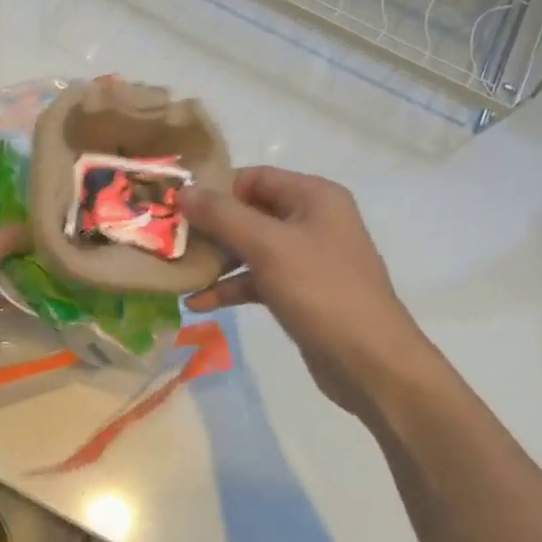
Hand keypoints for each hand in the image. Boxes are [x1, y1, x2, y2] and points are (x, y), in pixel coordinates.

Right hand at [182, 167, 443, 422]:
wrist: (371, 363)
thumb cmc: (321, 291)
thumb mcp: (267, 246)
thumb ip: (222, 215)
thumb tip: (183, 192)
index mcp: (313, 196)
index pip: (253, 177)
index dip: (215, 190)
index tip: (177, 209)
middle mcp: (312, 220)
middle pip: (248, 212)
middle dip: (210, 228)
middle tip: (170, 241)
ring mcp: (307, 258)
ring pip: (250, 248)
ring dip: (216, 260)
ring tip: (178, 272)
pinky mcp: (300, 292)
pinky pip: (257, 279)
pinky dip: (231, 287)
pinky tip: (198, 303)